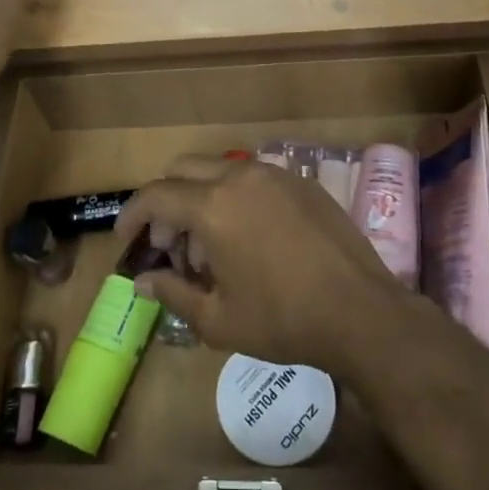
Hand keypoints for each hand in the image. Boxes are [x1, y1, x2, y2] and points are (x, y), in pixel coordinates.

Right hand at [113, 155, 405, 370]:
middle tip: (171, 245)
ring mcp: (275, 175)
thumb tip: (142, 282)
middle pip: (184, 169)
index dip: (133, 215)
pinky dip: (234, 198)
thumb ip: (173, 293)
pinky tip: (248, 238)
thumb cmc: (283, 320)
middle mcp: (240, 177)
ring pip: (219, 170)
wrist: (361, 312)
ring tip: (211, 248)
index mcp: (213, 206)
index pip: (156, 195)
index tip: (127, 238)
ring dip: (201, 199)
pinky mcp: (302, 182)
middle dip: (167, 203)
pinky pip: (252, 178)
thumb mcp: (218, 319)